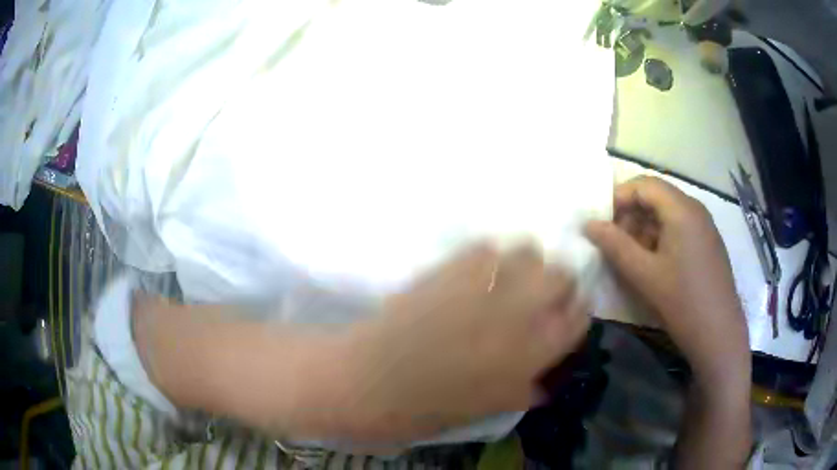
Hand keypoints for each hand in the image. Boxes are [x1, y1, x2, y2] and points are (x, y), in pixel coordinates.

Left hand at [342, 243, 590, 441]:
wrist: (373, 379)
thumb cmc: (431, 405)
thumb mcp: (491, 407)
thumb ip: (527, 388)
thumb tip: (547, 377)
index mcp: (535, 349)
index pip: (579, 317)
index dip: (577, 312)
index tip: (567, 312)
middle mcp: (522, 309)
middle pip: (562, 275)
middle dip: (558, 283)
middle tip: (539, 296)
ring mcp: (487, 281)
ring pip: (529, 250)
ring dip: (527, 263)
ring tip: (509, 279)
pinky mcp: (453, 265)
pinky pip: (488, 246)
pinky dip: (491, 256)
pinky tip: (477, 272)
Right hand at [584, 176, 748, 380]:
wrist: (719, 334)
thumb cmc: (682, 301)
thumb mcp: (644, 274)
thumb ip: (615, 245)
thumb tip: (589, 224)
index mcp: (681, 209)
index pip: (644, 185)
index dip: (618, 198)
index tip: (601, 222)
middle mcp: (695, 209)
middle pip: (656, 197)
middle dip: (631, 214)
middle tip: (614, 242)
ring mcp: (704, 227)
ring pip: (667, 214)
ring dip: (644, 228)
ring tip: (631, 257)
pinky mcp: (707, 243)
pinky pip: (679, 228)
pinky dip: (660, 238)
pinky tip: (653, 265)